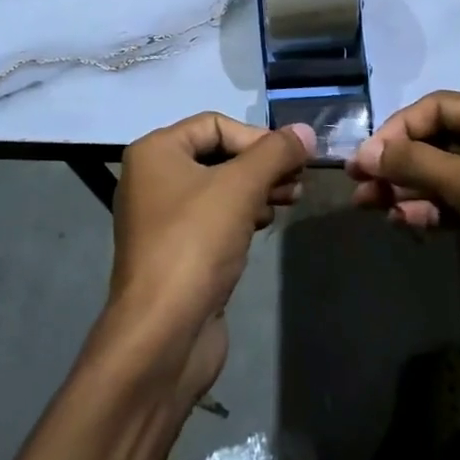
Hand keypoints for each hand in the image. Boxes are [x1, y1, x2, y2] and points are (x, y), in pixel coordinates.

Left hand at [108, 114, 312, 403]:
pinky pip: (215, 218)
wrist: (162, 336)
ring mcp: (164, 217)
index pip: (215, 123)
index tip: (292, 158)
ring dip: (259, 189)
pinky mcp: (178, 251)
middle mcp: (154, 178)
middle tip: (299, 180)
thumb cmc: (195, 244)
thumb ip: (276, 153)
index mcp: (156, 152)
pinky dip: (243, 214)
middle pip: (219, 154)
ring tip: (292, 200)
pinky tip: (266, 224)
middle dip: (262, 164)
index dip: (257, 136)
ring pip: (221, 187)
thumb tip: (306, 130)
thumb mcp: (241, 188)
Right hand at [346, 92, 459, 382]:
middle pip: (437, 140)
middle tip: (358, 184)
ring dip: (407, 188)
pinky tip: (404, 223)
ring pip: (442, 174)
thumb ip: (417, 163)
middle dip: (397, 162)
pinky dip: (429, 209)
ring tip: (369, 207)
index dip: (398, 130)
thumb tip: (366, 153)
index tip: (365, 159)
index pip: (437, 107)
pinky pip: (455, 202)